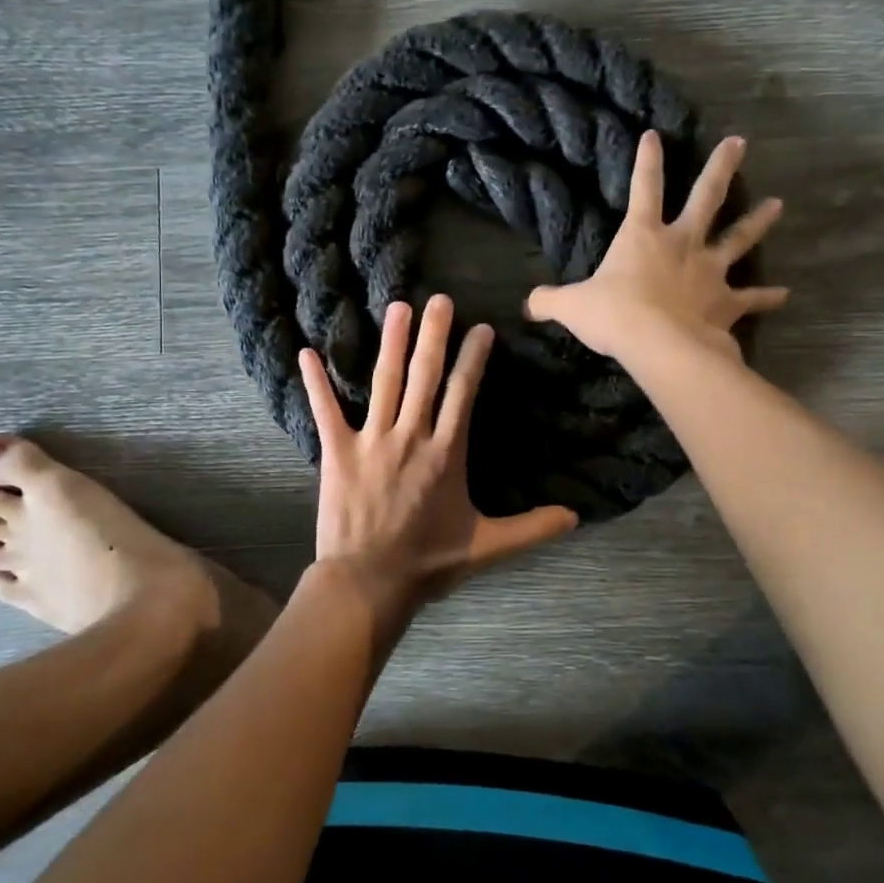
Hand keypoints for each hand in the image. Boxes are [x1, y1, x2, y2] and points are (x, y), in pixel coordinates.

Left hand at [298, 295, 578, 628]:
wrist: (369, 582)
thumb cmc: (428, 562)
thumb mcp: (487, 546)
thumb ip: (531, 528)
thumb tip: (576, 518)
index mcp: (446, 454)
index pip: (463, 395)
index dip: (473, 359)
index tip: (481, 328)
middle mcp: (411, 437)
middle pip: (425, 377)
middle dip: (434, 336)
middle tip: (439, 300)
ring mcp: (372, 441)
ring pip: (384, 382)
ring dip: (392, 343)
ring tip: (398, 307)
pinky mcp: (337, 452)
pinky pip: (325, 410)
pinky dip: (316, 382)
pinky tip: (307, 352)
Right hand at [526, 131, 787, 362]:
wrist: (658, 345)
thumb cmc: (614, 315)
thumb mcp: (570, 306)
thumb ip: (548, 301)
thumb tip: (527, 305)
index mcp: (643, 235)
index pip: (644, 187)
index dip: (647, 160)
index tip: (654, 134)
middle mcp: (682, 243)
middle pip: (707, 197)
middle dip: (721, 168)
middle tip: (740, 142)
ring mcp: (709, 271)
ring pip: (738, 238)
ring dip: (758, 222)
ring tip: (778, 205)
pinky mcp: (726, 302)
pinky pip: (751, 297)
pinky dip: (767, 296)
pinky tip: (784, 294)